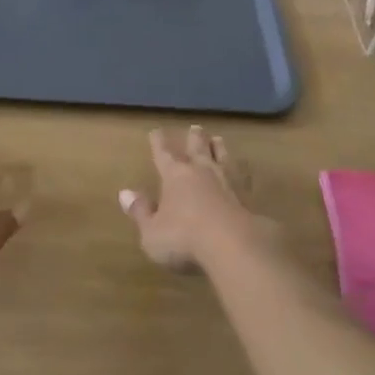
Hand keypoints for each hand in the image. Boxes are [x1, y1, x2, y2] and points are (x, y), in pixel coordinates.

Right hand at [117, 126, 261, 271]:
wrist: (236, 247)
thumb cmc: (185, 239)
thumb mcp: (152, 232)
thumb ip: (141, 212)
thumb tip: (125, 193)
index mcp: (175, 176)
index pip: (163, 154)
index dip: (158, 142)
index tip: (156, 131)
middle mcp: (202, 172)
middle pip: (197, 148)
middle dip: (194, 138)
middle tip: (195, 128)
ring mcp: (229, 182)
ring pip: (223, 157)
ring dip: (219, 148)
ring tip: (218, 139)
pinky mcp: (250, 198)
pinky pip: (245, 177)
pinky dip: (243, 171)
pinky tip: (245, 171)